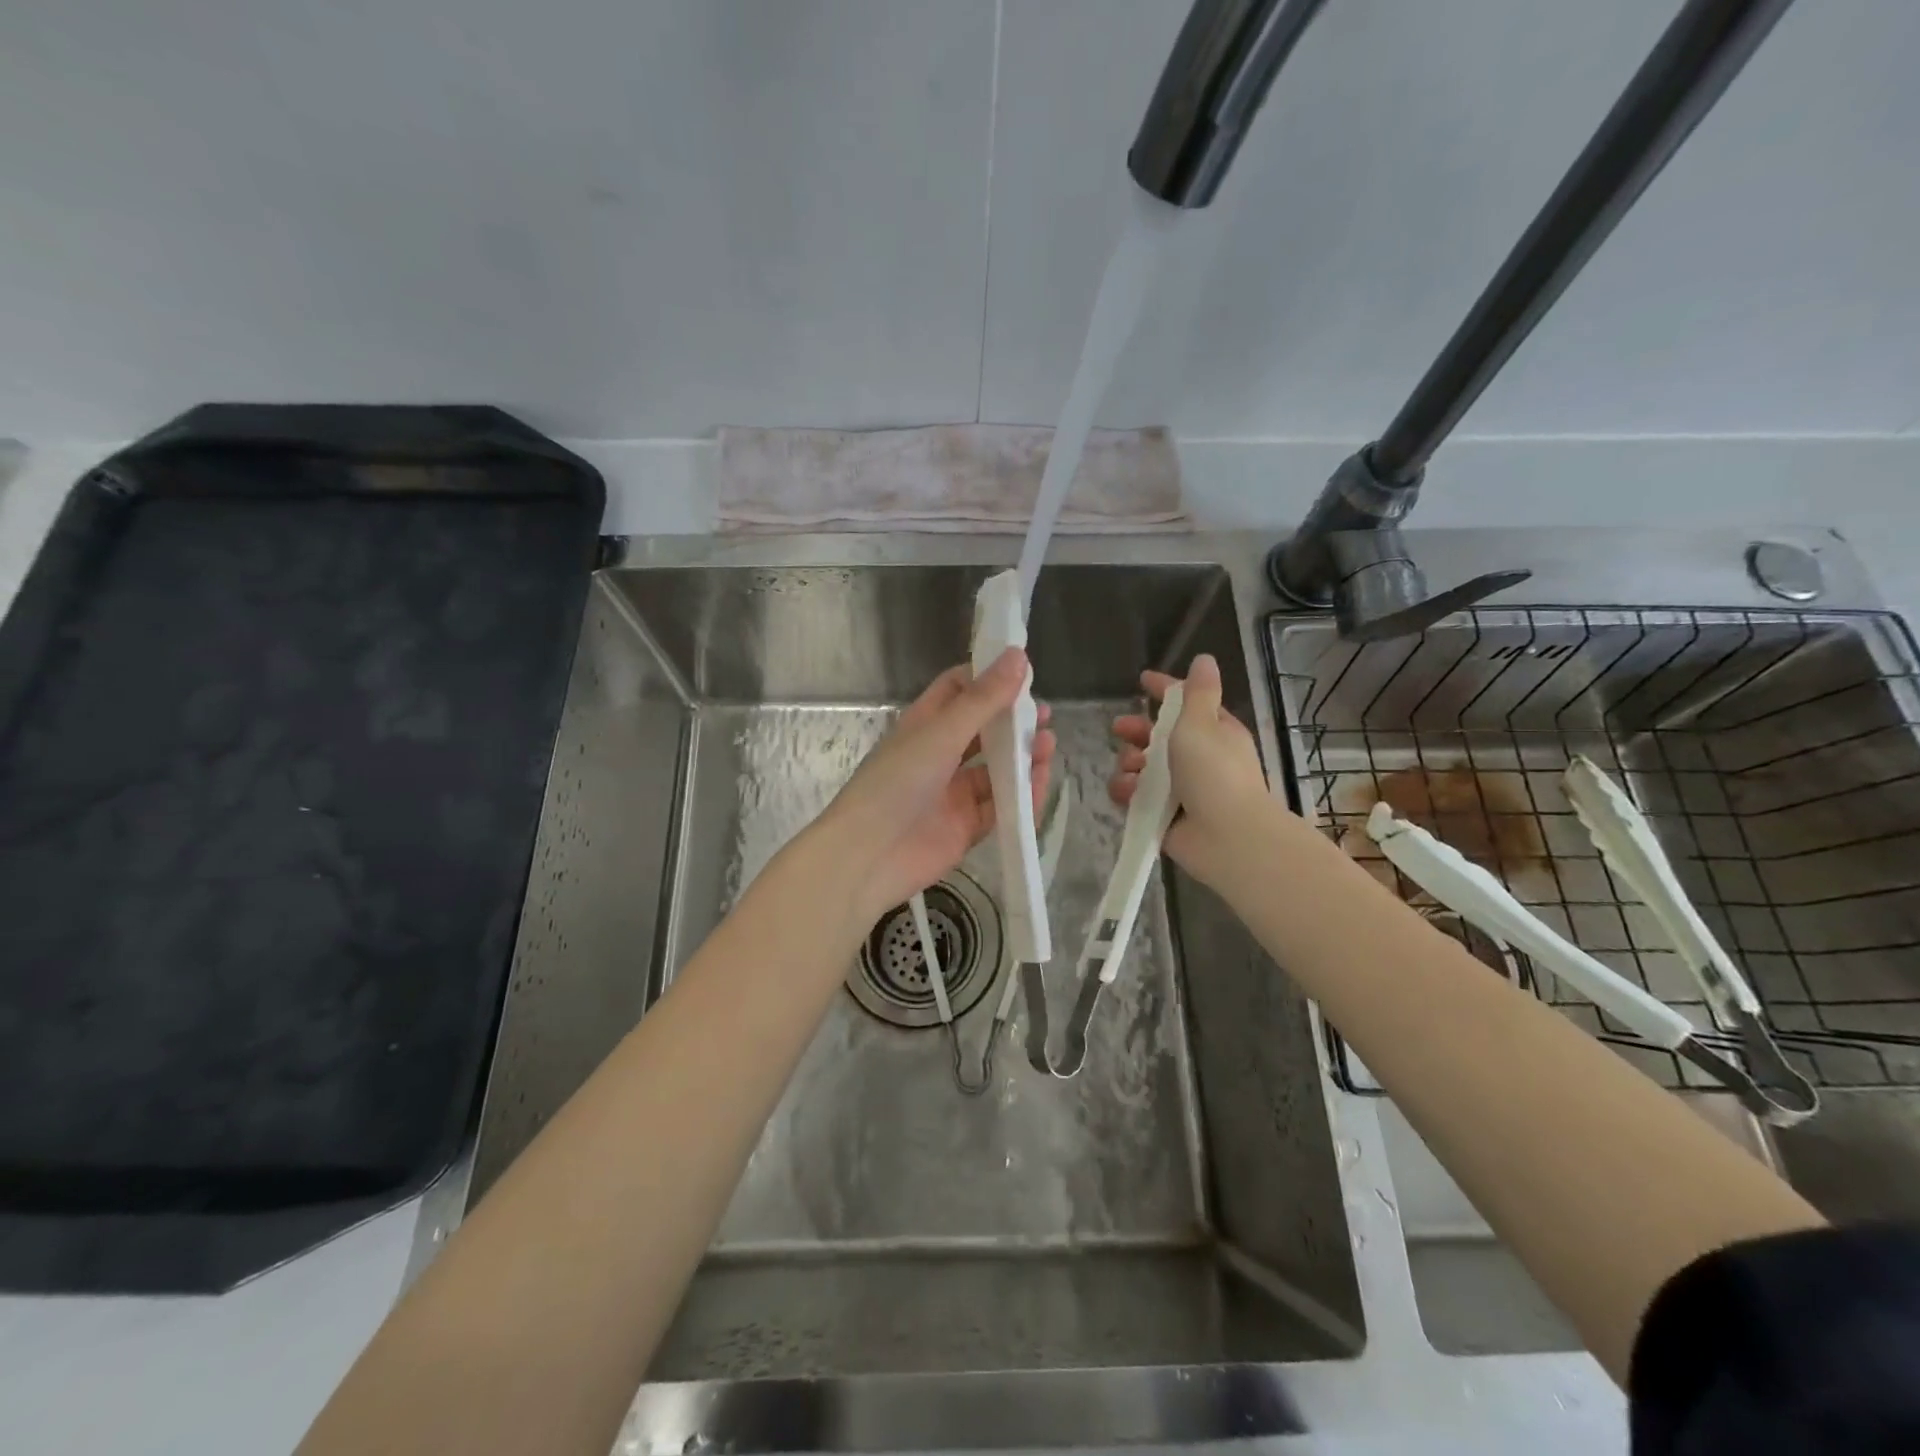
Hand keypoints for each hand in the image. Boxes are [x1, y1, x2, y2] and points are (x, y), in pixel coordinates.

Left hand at [821, 648, 1054, 921]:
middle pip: (983, 731)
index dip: (988, 678)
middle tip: (1045, 716)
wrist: (868, 857)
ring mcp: (953, 794)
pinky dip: (1021, 796)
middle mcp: (939, 755)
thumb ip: (983, 699)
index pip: (957, 690)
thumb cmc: (897, 783)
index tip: (1023, 671)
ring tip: (1048, 745)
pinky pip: (1001, 807)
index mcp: (924, 725)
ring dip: (1022, 758)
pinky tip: (1040, 782)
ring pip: (996, 770)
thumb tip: (1018, 656)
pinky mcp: (966, 828)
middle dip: (1013, 722)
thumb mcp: (941, 734)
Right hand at [1109, 653, 1274, 893]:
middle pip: (1157, 736)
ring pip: (1142, 767)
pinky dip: (1127, 792)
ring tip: (1130, 770)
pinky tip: (1126, 792)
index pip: (1185, 702)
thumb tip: (1204, 659)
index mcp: (1213, 732)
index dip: (1164, 689)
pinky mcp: (1162, 814)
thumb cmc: (1215, 772)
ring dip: (1129, 763)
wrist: (1227, 836)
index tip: (1142, 680)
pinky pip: (1135, 796)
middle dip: (1136, 731)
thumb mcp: (1202, 723)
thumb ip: (1196, 692)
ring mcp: (1179, 788)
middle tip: (1119, 729)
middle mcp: (1197, 758)